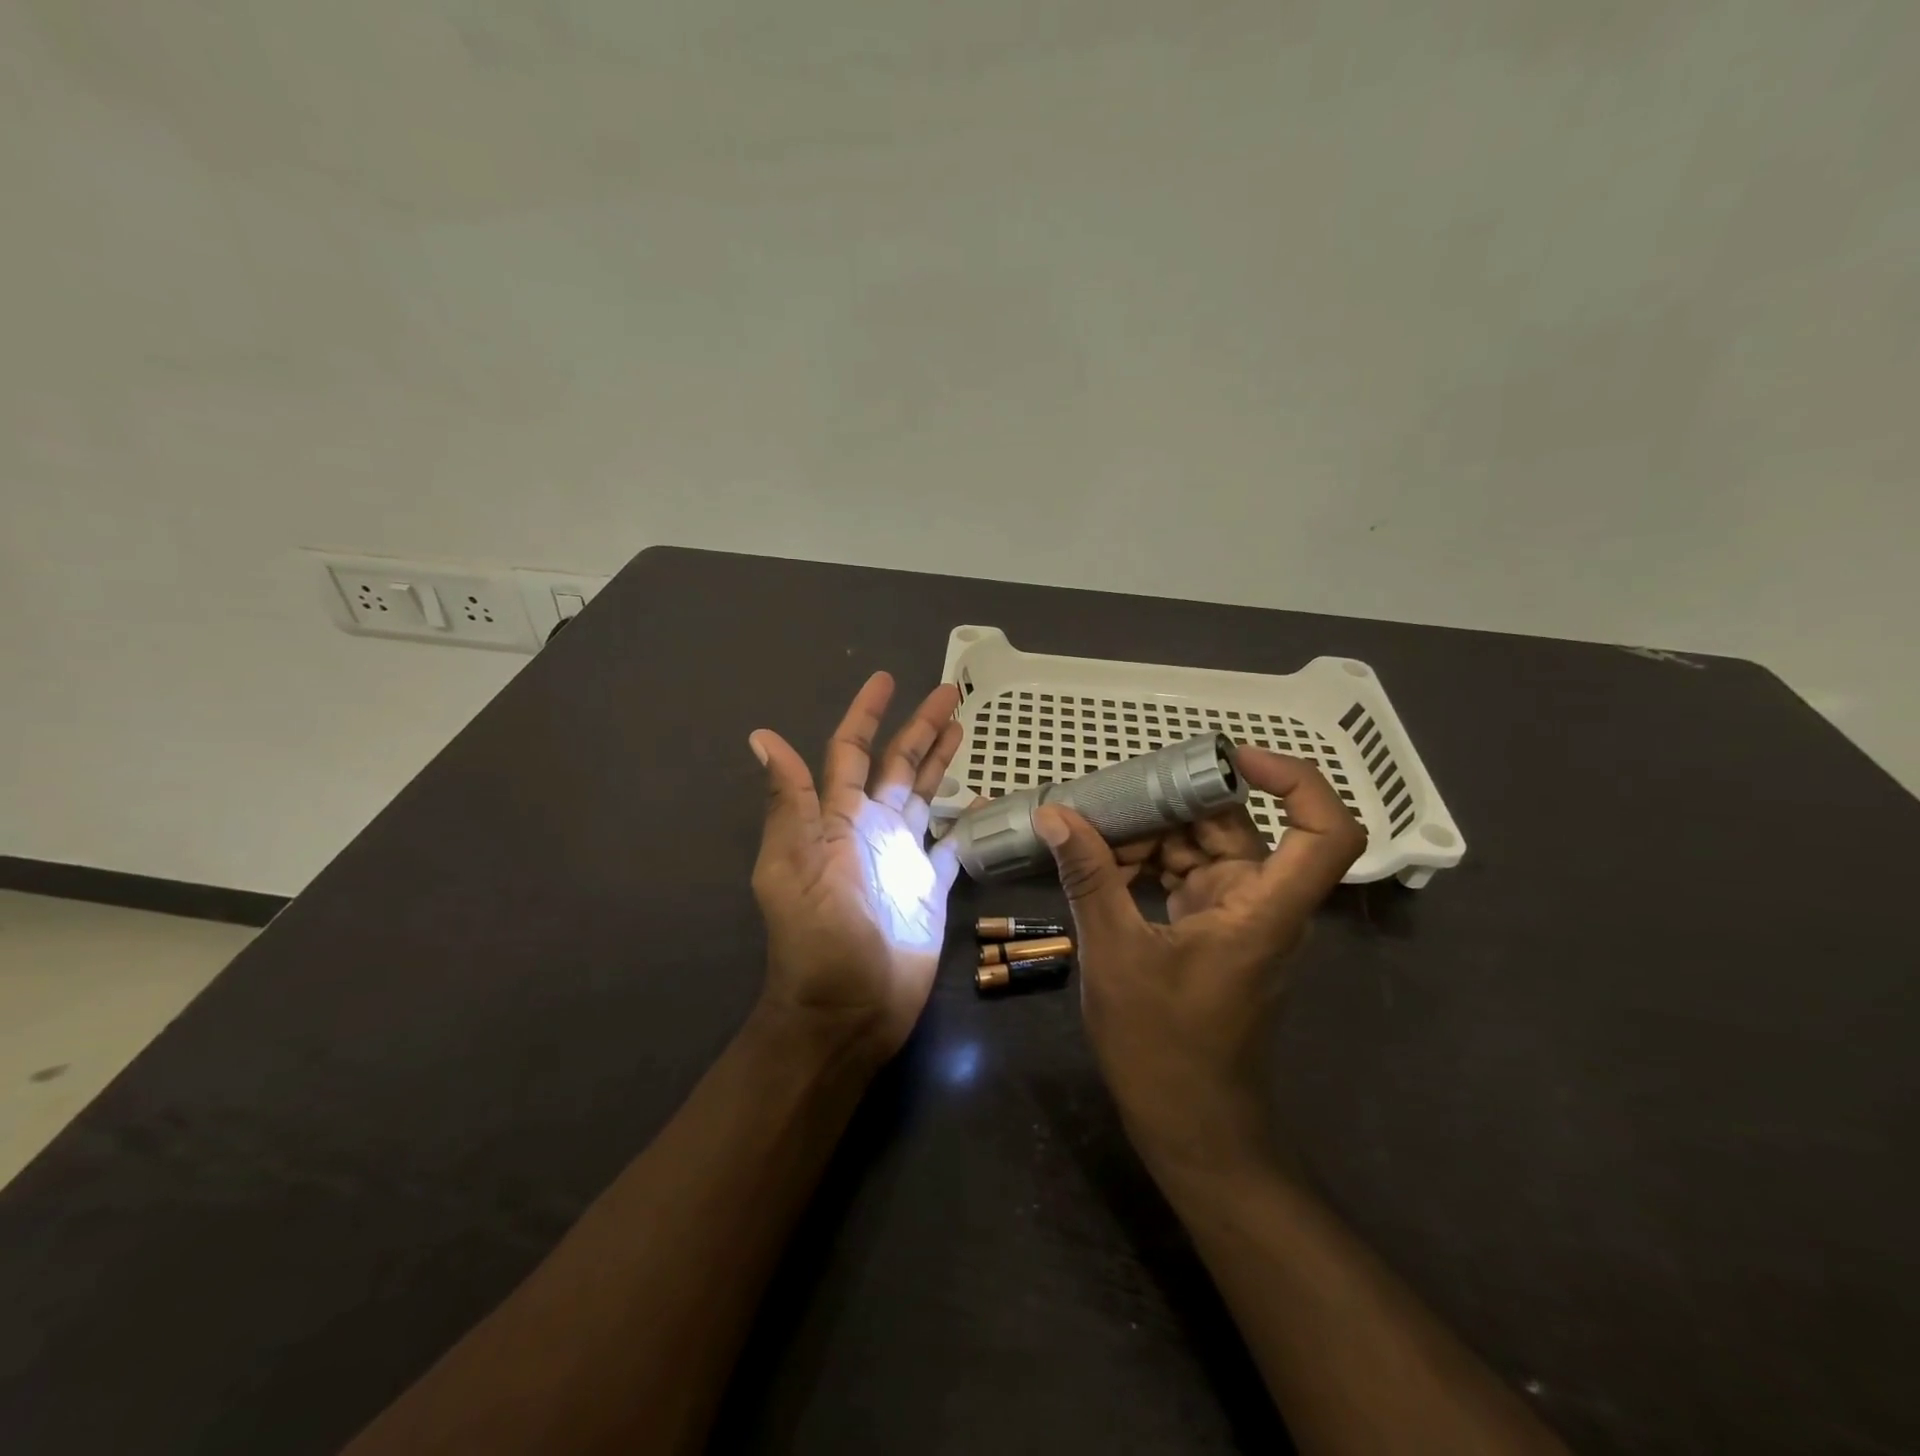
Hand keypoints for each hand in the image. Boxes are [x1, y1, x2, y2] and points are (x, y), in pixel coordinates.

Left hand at [748, 673, 964, 1066]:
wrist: (847, 1010)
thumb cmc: (819, 940)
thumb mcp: (795, 866)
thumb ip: (791, 802)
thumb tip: (762, 736)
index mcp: (838, 819)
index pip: (851, 752)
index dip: (866, 714)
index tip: (885, 679)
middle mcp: (871, 829)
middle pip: (897, 765)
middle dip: (920, 728)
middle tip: (949, 693)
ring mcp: (902, 858)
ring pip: (924, 796)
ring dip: (939, 762)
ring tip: (962, 728)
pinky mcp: (929, 888)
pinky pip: (951, 845)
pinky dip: (964, 822)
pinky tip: (981, 801)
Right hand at [1033, 749, 1365, 1180]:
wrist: (1190, 1128)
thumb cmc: (1163, 1049)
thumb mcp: (1114, 954)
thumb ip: (1088, 877)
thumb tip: (1056, 814)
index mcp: (1263, 908)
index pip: (1324, 830)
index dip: (1294, 781)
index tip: (1230, 758)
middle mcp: (1261, 903)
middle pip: (1235, 827)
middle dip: (1172, 805)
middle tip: (1108, 796)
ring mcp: (1236, 916)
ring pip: (1202, 848)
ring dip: (1149, 835)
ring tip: (1088, 830)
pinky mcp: (1211, 930)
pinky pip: (1184, 876)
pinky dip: (1146, 864)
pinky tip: (1098, 863)